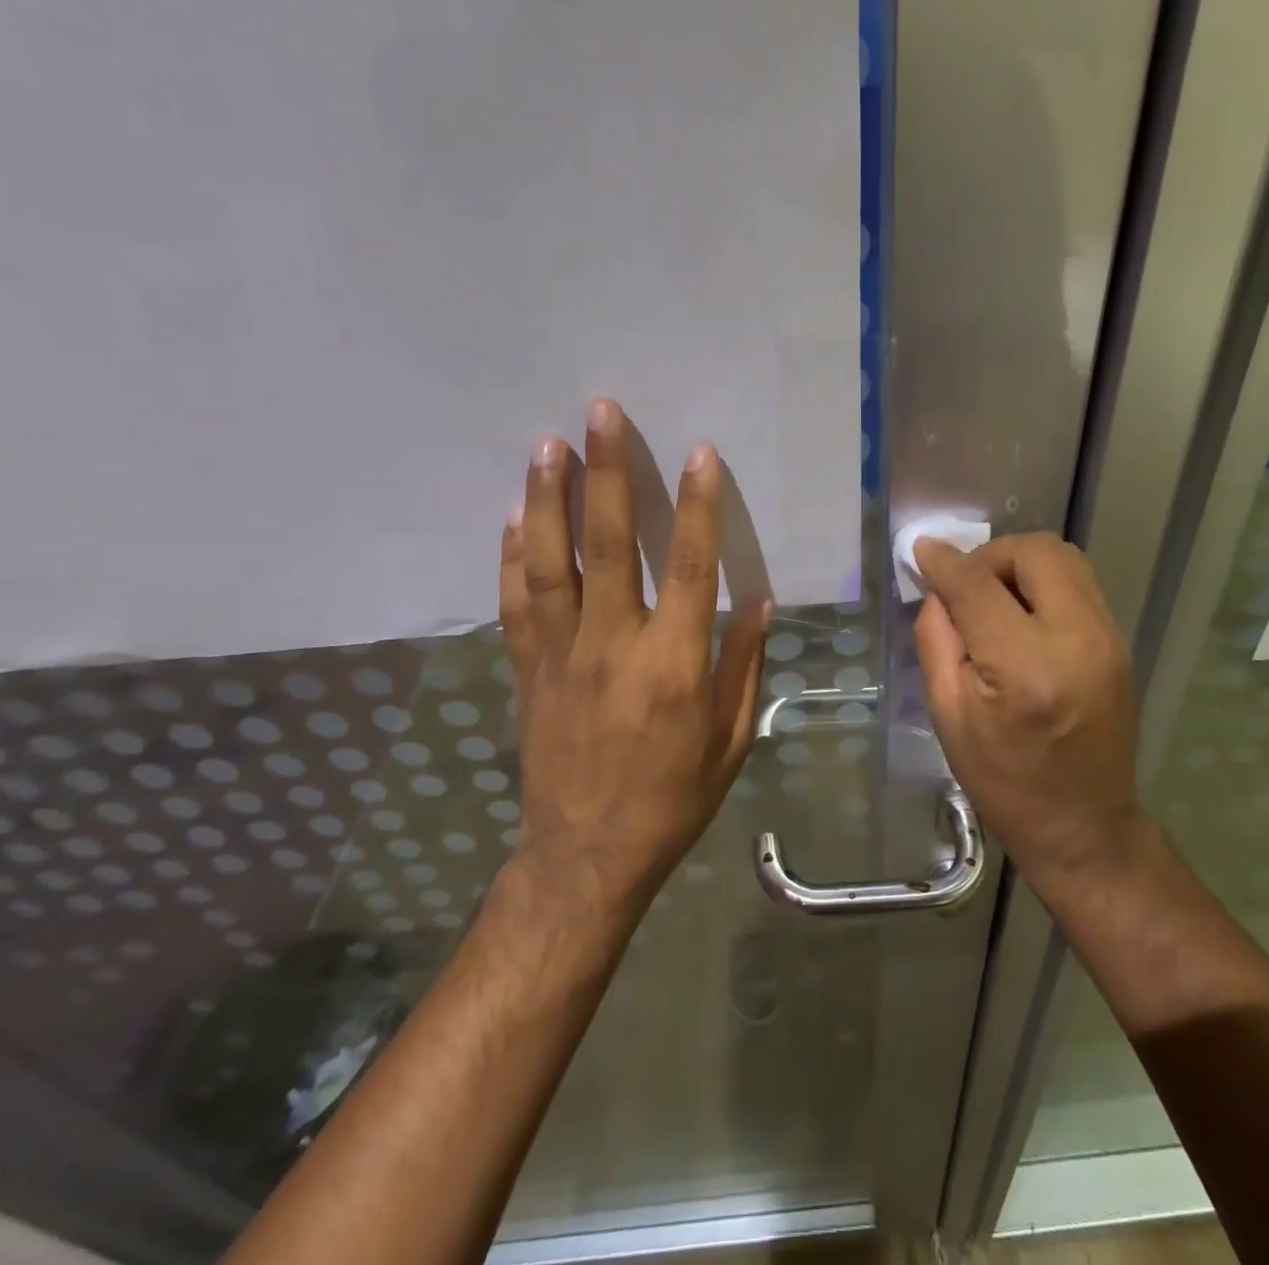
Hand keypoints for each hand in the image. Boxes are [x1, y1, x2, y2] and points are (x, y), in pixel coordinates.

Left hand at [499, 399, 770, 918]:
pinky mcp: (527, 670)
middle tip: (600, 414)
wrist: (587, 854)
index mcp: (675, 664)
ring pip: (551, 562)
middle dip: (609, 473)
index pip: (692, 567)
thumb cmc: (673, 798)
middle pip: (611, 544)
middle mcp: (615, 645)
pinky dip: (512, 555)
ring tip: (548, 445)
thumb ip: (742, 664)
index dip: (699, 506)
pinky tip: (511, 516)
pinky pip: (516, 602)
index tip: (700, 453)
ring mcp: (562, 655)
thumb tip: (757, 600)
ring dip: (548, 499)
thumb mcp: (730, 739)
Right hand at [913, 533, 1143, 896]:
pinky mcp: (1120, 644)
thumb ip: (937, 639)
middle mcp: (1077, 641)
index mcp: (1024, 669)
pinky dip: (1044, 584)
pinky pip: (1079, 585)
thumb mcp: (948, 715)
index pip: (979, 586)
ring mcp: (1108, 640)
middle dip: (992, 555)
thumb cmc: (1003, 782)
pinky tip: (1022, 618)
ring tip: (993, 599)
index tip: (923, 552)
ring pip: (1065, 559)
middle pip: (1036, 552)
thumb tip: (938, 587)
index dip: (946, 563)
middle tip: (966, 586)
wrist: (1084, 828)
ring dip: (1020, 565)